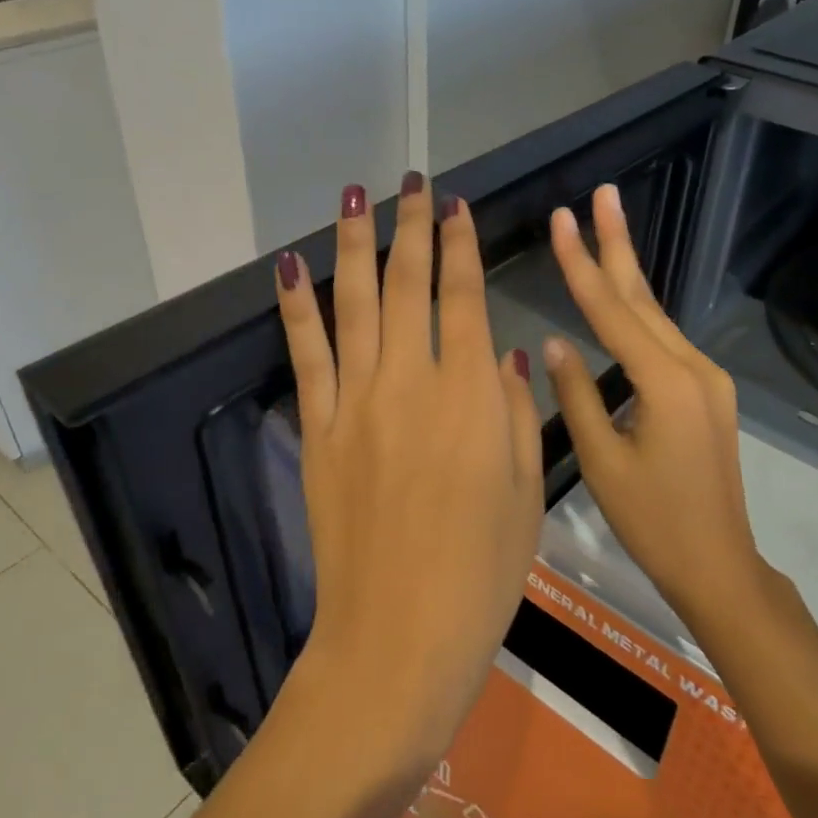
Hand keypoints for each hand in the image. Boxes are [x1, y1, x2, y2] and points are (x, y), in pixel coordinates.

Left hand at [274, 176, 544, 764]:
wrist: (399, 635)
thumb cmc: (482, 570)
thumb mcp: (525, 491)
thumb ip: (516, 412)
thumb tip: (503, 356)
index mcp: (470, 394)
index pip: (464, 296)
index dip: (459, 244)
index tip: (454, 206)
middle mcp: (411, 380)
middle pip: (410, 284)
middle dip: (411, 226)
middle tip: (411, 182)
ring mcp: (356, 401)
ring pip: (356, 303)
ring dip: (355, 244)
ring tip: (355, 197)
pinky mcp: (319, 428)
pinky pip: (306, 353)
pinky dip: (297, 306)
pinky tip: (292, 266)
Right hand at [543, 183, 762, 616]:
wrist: (719, 565)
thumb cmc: (654, 522)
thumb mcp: (602, 462)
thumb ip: (577, 395)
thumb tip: (553, 342)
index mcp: (665, 383)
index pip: (610, 312)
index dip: (580, 264)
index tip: (561, 219)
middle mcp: (693, 368)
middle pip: (642, 297)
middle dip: (618, 242)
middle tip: (603, 193)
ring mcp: (706, 378)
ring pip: (655, 316)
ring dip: (627, 272)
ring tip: (605, 227)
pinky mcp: (706, 392)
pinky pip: (664, 341)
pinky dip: (636, 312)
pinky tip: (620, 297)